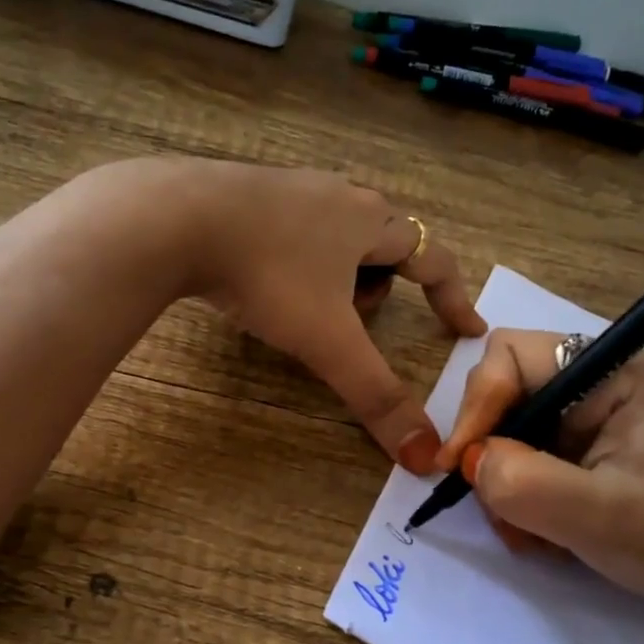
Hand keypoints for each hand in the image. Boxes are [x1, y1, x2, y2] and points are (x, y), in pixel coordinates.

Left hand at [128, 159, 486, 471]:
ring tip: (302, 307)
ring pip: (335, 236)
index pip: (433, 260)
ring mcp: (290, 186)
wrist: (176, 219)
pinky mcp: (246, 190)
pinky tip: (259, 280)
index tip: (467, 331)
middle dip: (379, 289)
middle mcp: (338, 195)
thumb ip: (376, 396)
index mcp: (371, 222)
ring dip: (335, 275)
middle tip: (354, 323)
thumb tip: (425, 457)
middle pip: (383, 245)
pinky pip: (290, 230)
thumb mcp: (327, 342)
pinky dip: (293, 261)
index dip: (454, 298)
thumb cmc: (269, 275)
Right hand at [435, 329, 643, 643]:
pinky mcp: (584, 453)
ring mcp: (589, 420)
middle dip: (490, 452)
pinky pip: (525, 461)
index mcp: (611, 372)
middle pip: (503, 394)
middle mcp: (595, 384)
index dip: (476, 404)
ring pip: (507, 433)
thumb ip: (525, 482)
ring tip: (530, 534)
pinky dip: (520, 499)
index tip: (460, 466)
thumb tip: (469, 463)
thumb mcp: (601, 515)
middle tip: (498, 508)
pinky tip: (544, 534)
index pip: (509, 355)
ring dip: (504, 485)